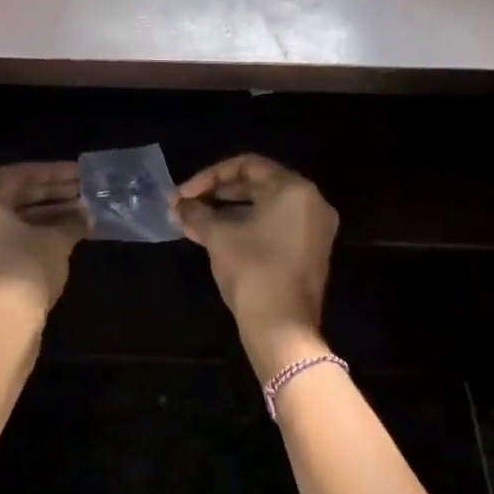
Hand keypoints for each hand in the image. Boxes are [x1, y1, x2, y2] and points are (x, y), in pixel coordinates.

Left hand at [0, 163, 87, 321]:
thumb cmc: (24, 268)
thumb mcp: (55, 240)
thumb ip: (71, 221)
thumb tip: (85, 215)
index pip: (19, 175)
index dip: (54, 173)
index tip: (80, 174)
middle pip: (12, 196)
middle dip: (51, 194)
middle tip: (83, 192)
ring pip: (9, 220)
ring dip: (45, 216)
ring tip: (80, 214)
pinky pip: (3, 240)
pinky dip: (31, 235)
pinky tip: (63, 236)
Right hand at [176, 155, 338, 382]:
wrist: (282, 328)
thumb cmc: (252, 270)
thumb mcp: (218, 235)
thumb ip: (196, 213)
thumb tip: (178, 206)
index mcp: (294, 189)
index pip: (247, 165)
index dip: (209, 176)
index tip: (183, 195)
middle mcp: (311, 202)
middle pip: (258, 184)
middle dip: (217, 194)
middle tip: (187, 205)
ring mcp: (314, 229)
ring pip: (265, 207)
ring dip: (228, 211)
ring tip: (195, 222)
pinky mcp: (310, 252)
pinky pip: (275, 226)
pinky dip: (247, 226)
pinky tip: (217, 237)